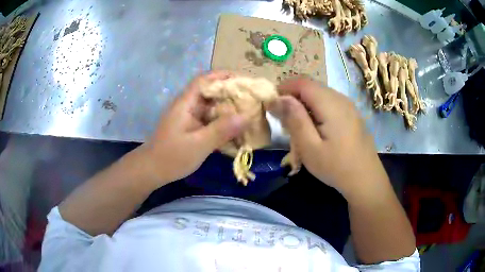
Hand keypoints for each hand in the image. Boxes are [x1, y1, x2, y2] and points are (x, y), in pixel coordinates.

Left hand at [137, 71, 247, 186]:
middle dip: (230, 93)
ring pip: (211, 106)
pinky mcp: (191, 128)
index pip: (204, 80)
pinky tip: (234, 128)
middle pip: (210, 92)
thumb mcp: (198, 144)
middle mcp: (188, 106)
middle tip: (251, 98)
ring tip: (247, 111)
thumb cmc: (172, 156)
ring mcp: (189, 117)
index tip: (243, 80)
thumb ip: (221, 130)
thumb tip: (246, 117)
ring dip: (227, 108)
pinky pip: (209, 119)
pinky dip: (222, 121)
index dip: (223, 76)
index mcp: (186, 103)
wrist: (152, 170)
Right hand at [267, 78, 388, 199]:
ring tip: (298, 125)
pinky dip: (317, 108)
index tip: (273, 105)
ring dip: (305, 103)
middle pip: (311, 86)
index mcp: (330, 104)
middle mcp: (341, 98)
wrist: (366, 179)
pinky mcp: (352, 114)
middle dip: (293, 97)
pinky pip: (330, 102)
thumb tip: (280, 98)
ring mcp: (349, 106)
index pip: (302, 82)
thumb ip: (295, 119)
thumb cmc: (336, 167)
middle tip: (284, 119)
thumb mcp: (310, 147)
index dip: (284, 88)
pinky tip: (316, 128)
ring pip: (320, 94)